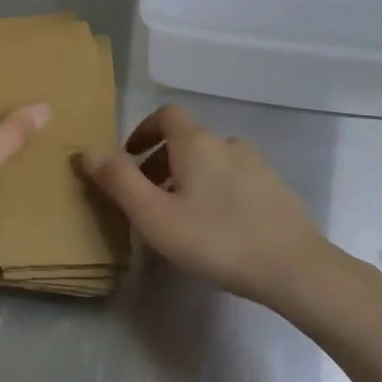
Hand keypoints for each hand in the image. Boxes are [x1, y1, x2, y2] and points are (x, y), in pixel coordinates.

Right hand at [83, 105, 334, 310]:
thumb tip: (87, 150)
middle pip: (187, 139)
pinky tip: (215, 228)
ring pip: (211, 160)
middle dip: (161, 160)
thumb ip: (119, 181)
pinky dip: (214, 190)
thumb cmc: (216, 239)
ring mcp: (256, 164)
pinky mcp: (274, 188)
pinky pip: (233, 178)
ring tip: (178, 217)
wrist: (294, 267)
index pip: (166, 114)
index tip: (129, 157)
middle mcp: (227, 143)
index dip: (143, 130)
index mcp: (197, 143)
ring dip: (188, 177)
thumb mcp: (156, 216)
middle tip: (147, 197)